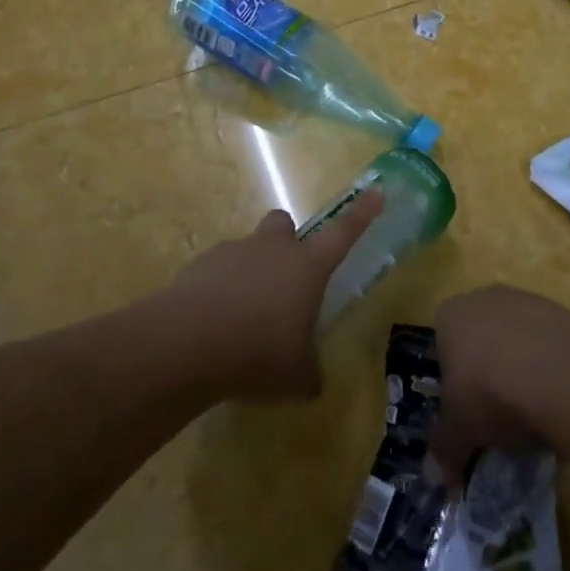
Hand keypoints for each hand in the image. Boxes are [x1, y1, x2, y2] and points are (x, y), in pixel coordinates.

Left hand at [170, 189, 384, 399]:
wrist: (192, 340)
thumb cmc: (261, 352)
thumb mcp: (298, 374)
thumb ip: (309, 370)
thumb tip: (311, 378)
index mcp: (307, 266)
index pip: (343, 233)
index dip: (362, 213)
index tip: (376, 192)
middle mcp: (272, 248)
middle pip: (283, 224)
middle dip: (285, 241)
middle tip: (283, 278)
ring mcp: (233, 252)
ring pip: (248, 248)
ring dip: (250, 272)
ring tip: (241, 318)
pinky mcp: (200, 264)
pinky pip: (216, 270)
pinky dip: (218, 289)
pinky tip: (213, 323)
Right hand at [430, 286, 569, 489]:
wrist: (556, 372)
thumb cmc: (489, 392)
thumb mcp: (461, 429)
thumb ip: (445, 450)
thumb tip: (434, 480)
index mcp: (449, 315)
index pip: (442, 343)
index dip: (454, 377)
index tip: (467, 408)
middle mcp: (482, 298)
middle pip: (481, 336)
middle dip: (488, 368)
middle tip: (499, 410)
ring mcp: (524, 299)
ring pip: (517, 337)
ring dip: (522, 365)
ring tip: (533, 407)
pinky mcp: (561, 311)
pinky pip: (549, 341)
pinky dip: (551, 365)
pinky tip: (560, 395)